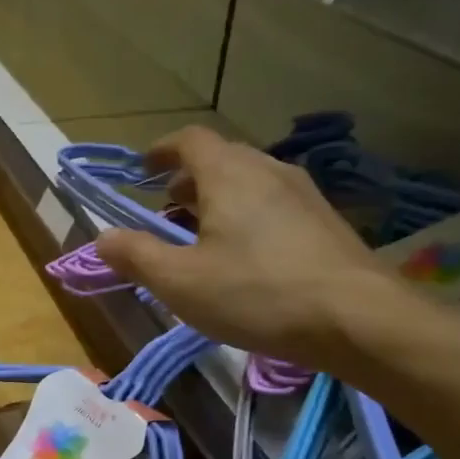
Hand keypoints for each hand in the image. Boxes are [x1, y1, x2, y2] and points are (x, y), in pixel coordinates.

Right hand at [94, 127, 407, 367]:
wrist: (358, 318)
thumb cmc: (257, 294)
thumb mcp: (181, 282)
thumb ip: (136, 256)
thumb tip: (101, 237)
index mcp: (228, 174)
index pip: (189, 141)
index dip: (161, 151)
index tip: (142, 171)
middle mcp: (268, 170)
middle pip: (221, 160)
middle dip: (188, 181)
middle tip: (168, 210)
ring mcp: (303, 194)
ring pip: (250, 183)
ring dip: (219, 201)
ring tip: (203, 237)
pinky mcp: (325, 222)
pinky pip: (274, 205)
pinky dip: (248, 217)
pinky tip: (247, 258)